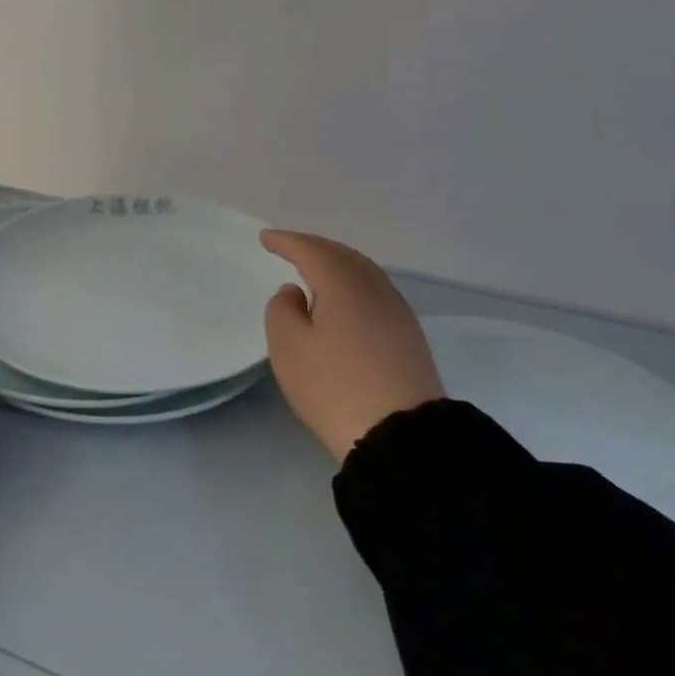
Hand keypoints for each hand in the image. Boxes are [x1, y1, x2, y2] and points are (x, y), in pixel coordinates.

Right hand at [261, 231, 444, 458]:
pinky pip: (375, 293)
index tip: (265, 238)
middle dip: (315, 247)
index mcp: (344, 285)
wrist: (402, 437)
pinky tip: (345, 300)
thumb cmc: (335, 387)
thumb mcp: (289, 348)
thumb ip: (282, 310)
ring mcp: (398, 314)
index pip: (312, 251)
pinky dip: (353, 284)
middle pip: (343, 255)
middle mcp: (375, 290)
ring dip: (337, 264)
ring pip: (364, 273)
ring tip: (317, 268)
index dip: (287, 242)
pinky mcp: (409, 338)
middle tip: (290, 247)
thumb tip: (295, 292)